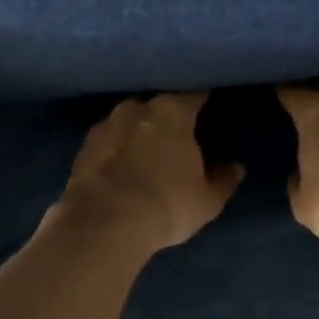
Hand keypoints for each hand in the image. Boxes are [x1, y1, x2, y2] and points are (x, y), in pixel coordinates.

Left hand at [53, 93, 243, 252]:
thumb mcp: (206, 200)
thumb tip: (236, 167)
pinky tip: (120, 165)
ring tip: (145, 149)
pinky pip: (107, 141)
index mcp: (172, 112)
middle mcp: (136, 109)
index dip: (202, 99)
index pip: (193, 95)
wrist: (103, 223)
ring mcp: (105, 126)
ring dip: (137, 131)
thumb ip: (223, 180)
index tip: (208, 103)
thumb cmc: (166, 204)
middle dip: (166, 116)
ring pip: (128, 120)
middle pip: (157, 105)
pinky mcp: (83, 147)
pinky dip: (115, 149)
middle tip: (176, 133)